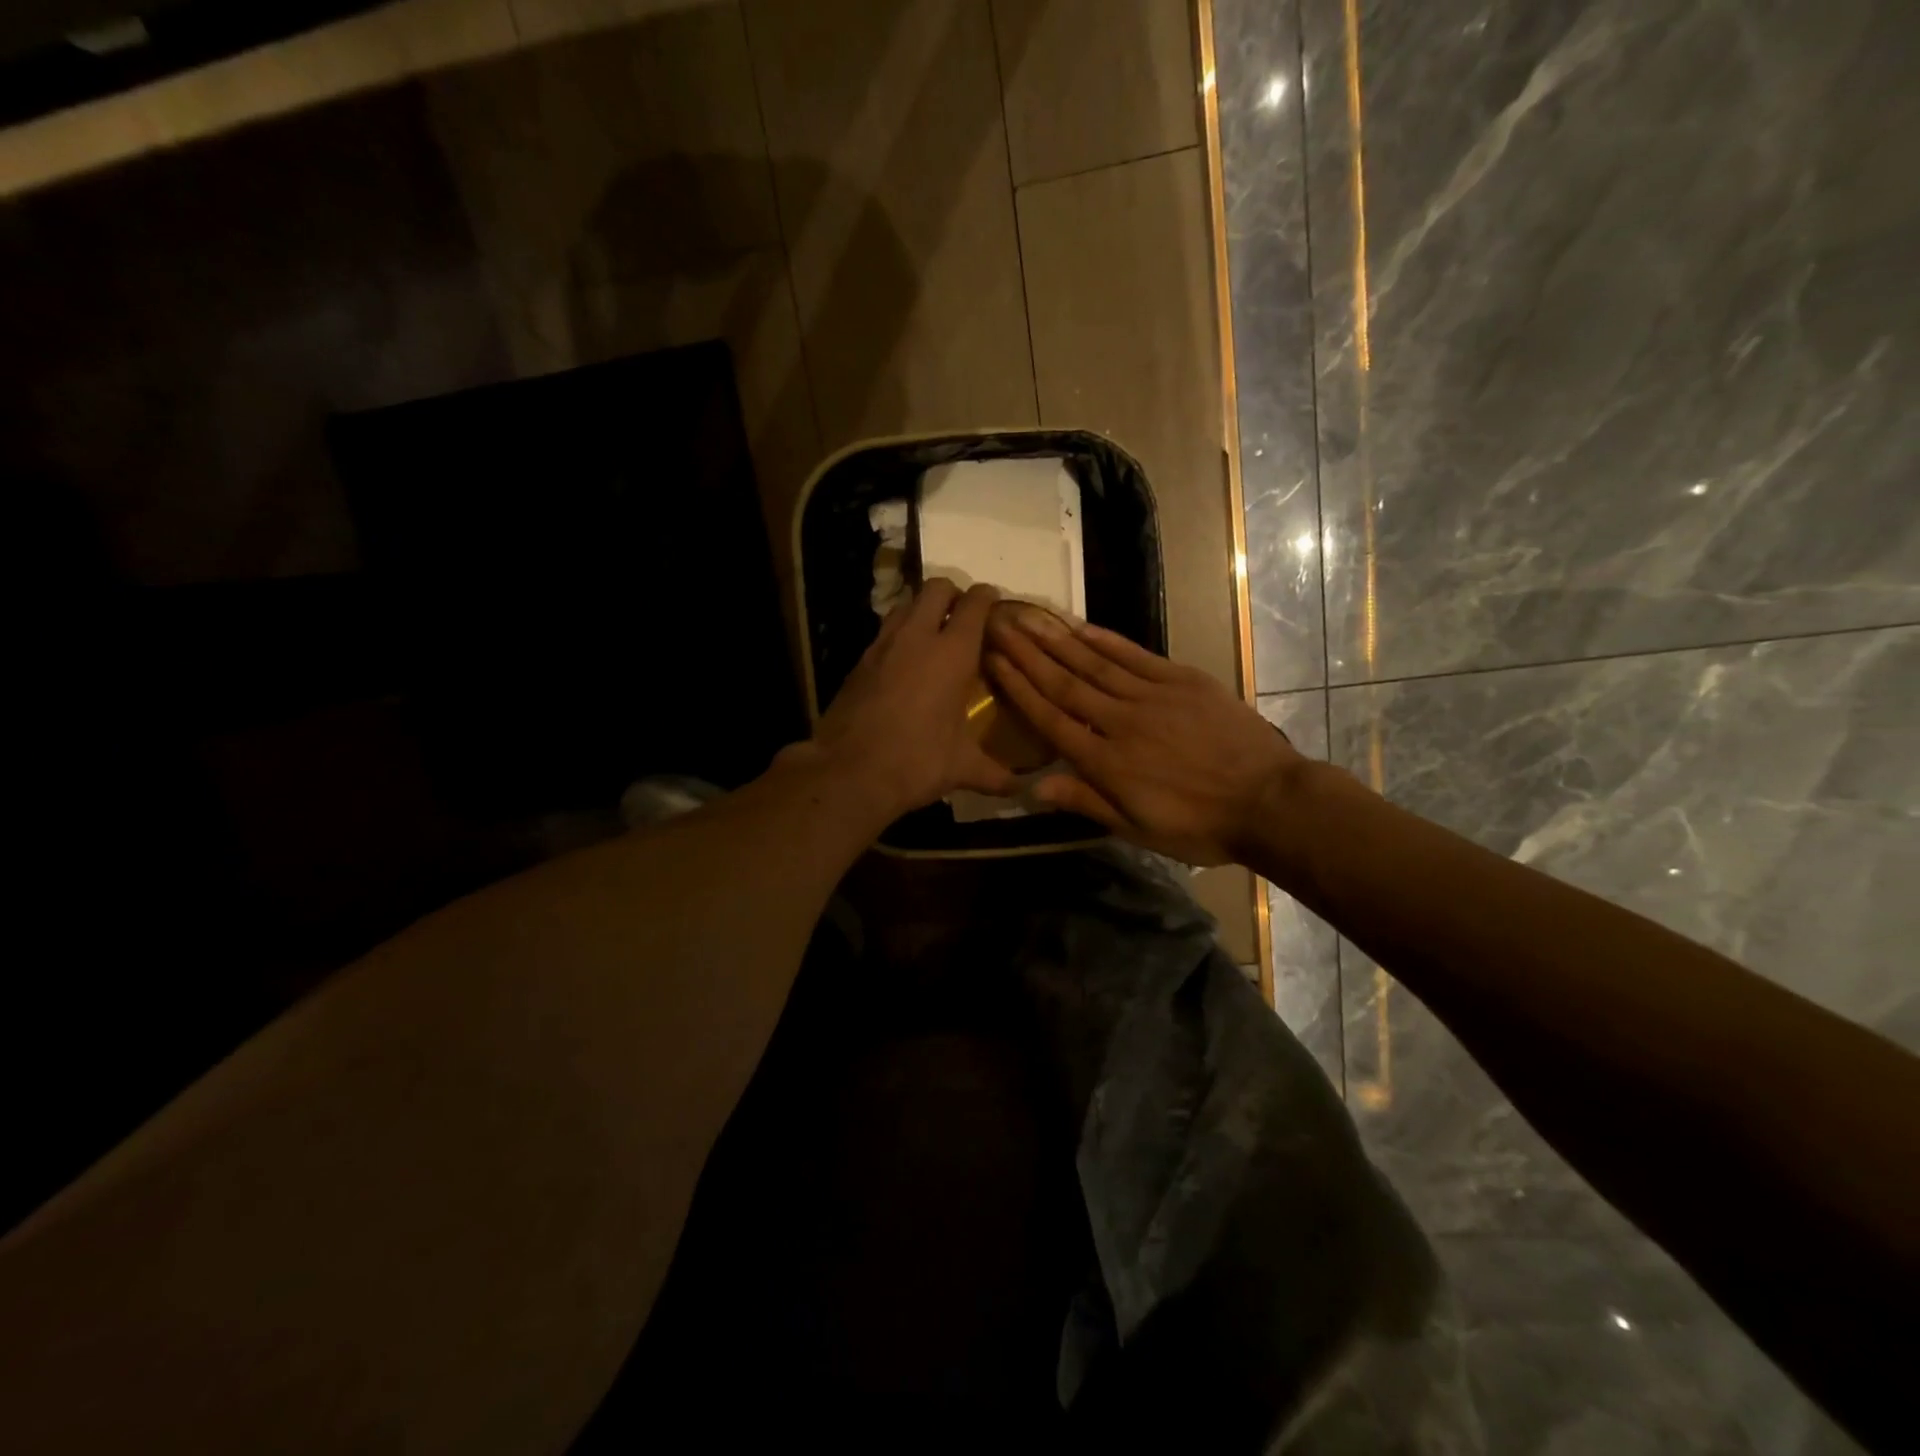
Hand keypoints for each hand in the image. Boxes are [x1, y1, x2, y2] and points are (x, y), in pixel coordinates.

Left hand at [795, 579, 1016, 821]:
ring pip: (905, 605)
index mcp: (952, 653)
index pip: (974, 604)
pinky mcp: (858, 662)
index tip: (994, 603)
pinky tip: (904, 665)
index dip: (987, 597)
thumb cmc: (916, 762)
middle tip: (963, 617)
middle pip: (935, 588)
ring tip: (934, 636)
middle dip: (952, 593)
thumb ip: (996, 775)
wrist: (848, 772)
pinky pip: (884, 633)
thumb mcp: (962, 768)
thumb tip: (1023, 791)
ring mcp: (882, 646)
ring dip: (922, 610)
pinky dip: (899, 636)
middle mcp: (917, 637)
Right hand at [984, 607, 1301, 865]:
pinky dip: (1104, 638)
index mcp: (1106, 763)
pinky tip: (1079, 625)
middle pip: (1064, 682)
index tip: (992, 660)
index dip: (1017, 688)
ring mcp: (1152, 696)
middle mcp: (1120, 722)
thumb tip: (1033, 787)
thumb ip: (1085, 802)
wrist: (1268, 801)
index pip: (1050, 718)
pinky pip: (1134, 655)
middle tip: (997, 624)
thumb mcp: (1137, 828)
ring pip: (1094, 663)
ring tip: (1026, 616)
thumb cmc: (1199, 825)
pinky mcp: (1181, 680)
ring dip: (1056, 638)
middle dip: (1026, 653)